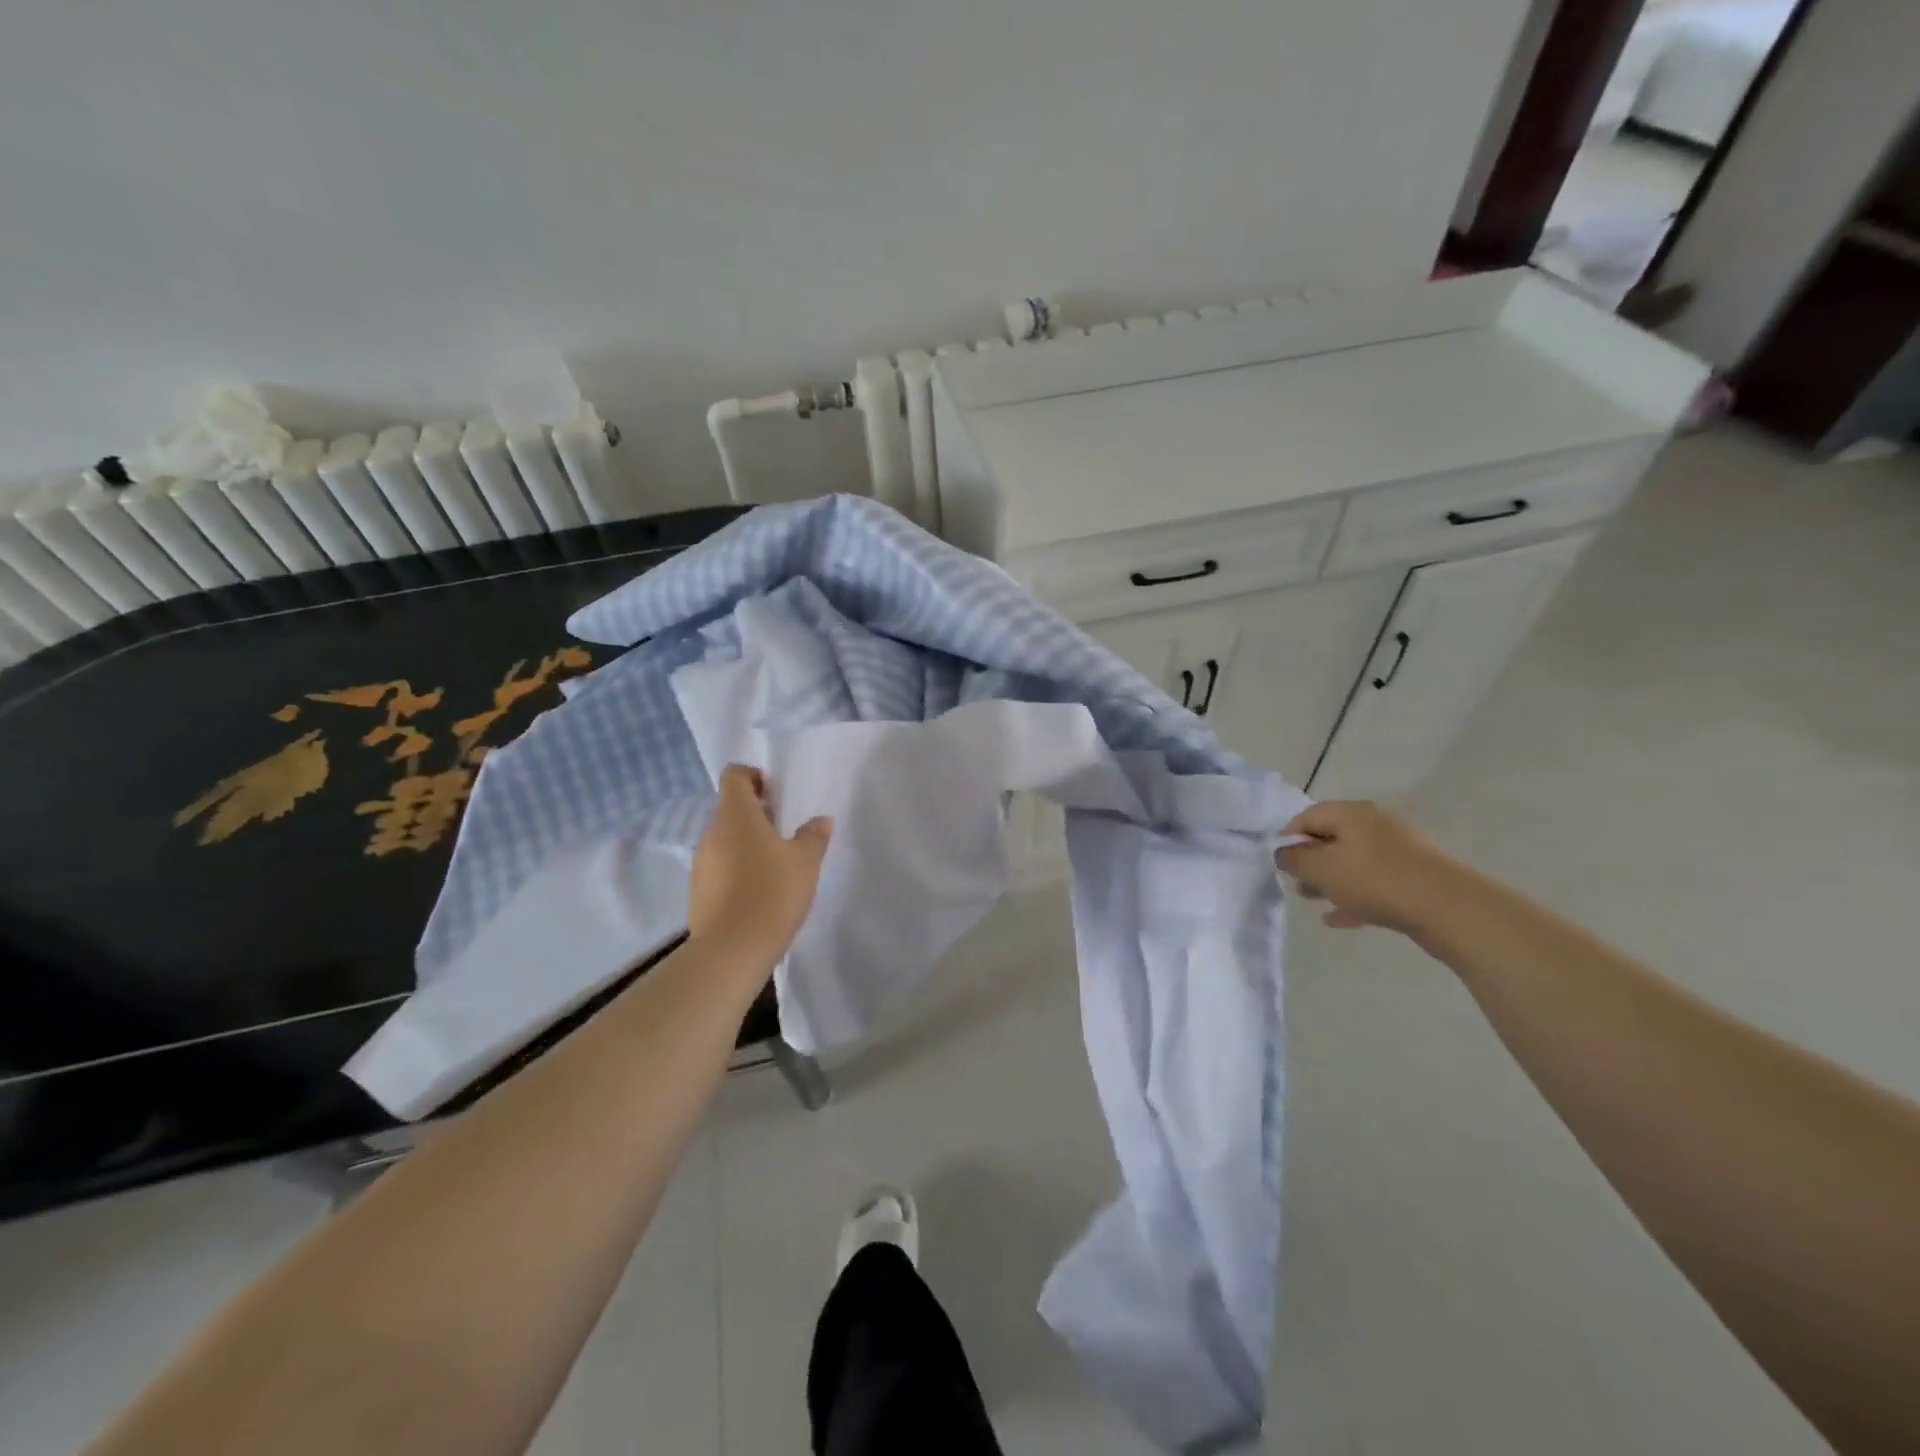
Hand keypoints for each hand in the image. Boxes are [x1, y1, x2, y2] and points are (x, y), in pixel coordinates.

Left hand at [688, 765, 831, 961]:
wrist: (732, 950)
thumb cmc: (772, 892)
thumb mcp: (805, 862)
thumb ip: (813, 837)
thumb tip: (820, 821)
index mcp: (736, 815)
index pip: (735, 776)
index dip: (754, 776)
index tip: (777, 793)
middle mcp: (712, 832)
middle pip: (730, 808)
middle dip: (756, 812)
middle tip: (785, 829)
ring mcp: (701, 862)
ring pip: (725, 838)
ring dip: (747, 841)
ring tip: (776, 862)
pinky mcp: (699, 889)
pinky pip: (719, 865)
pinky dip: (737, 867)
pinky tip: (759, 889)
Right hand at [1276, 801, 1461, 934]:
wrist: (1447, 907)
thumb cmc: (1374, 880)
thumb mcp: (1321, 869)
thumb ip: (1294, 859)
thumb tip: (1283, 853)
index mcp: (1352, 813)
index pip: (1307, 817)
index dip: (1288, 840)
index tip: (1279, 866)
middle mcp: (1375, 823)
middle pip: (1332, 838)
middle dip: (1310, 862)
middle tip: (1296, 885)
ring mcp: (1399, 849)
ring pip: (1354, 861)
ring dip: (1331, 880)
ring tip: (1315, 901)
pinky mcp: (1415, 874)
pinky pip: (1375, 880)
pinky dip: (1355, 894)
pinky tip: (1339, 917)